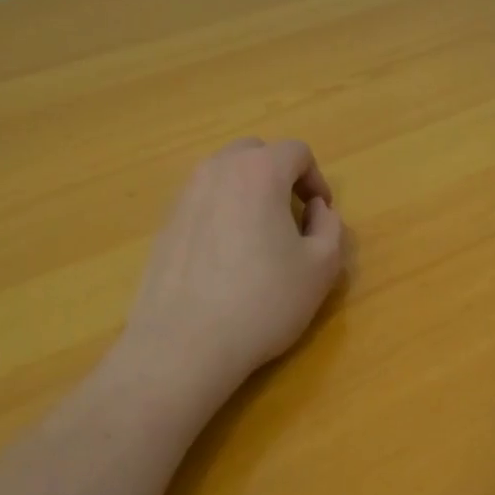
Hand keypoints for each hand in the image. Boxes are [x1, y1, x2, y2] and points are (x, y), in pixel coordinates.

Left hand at [120, 138, 346, 410]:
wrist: (184, 343)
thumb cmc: (262, 301)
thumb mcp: (321, 268)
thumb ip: (330, 227)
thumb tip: (316, 210)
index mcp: (259, 171)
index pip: (296, 151)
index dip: (316, 178)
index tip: (320, 213)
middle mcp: (217, 170)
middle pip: (254, 153)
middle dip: (279, 176)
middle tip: (290, 216)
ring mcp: (184, 195)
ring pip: (224, 175)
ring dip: (247, 192)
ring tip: (257, 236)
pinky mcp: (164, 224)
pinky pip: (201, 202)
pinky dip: (220, 213)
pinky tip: (224, 258)